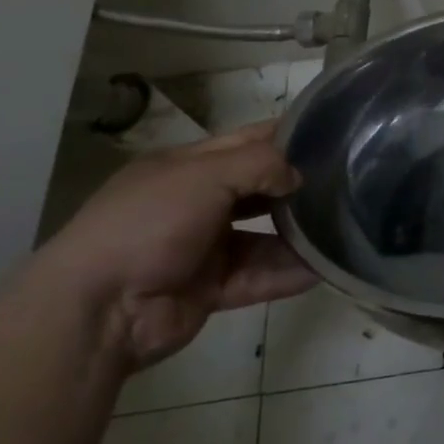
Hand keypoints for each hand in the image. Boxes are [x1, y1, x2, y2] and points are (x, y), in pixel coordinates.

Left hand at [37, 121, 317, 368]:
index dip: (285, 136)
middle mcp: (195, 204)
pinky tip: (323, 268)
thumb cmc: (147, 223)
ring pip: (262, 236)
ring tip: (342, 228)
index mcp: (184, 168)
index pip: (244, 142)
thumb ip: (260, 166)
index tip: (330, 134)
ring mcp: (202, 249)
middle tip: (346, 183)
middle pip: (257, 189)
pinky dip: (287, 273)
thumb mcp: (204, 175)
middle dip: (296, 186)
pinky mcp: (210, 289)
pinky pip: (257, 277)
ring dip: (297, 234)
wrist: (97, 309)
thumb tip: (297, 177)